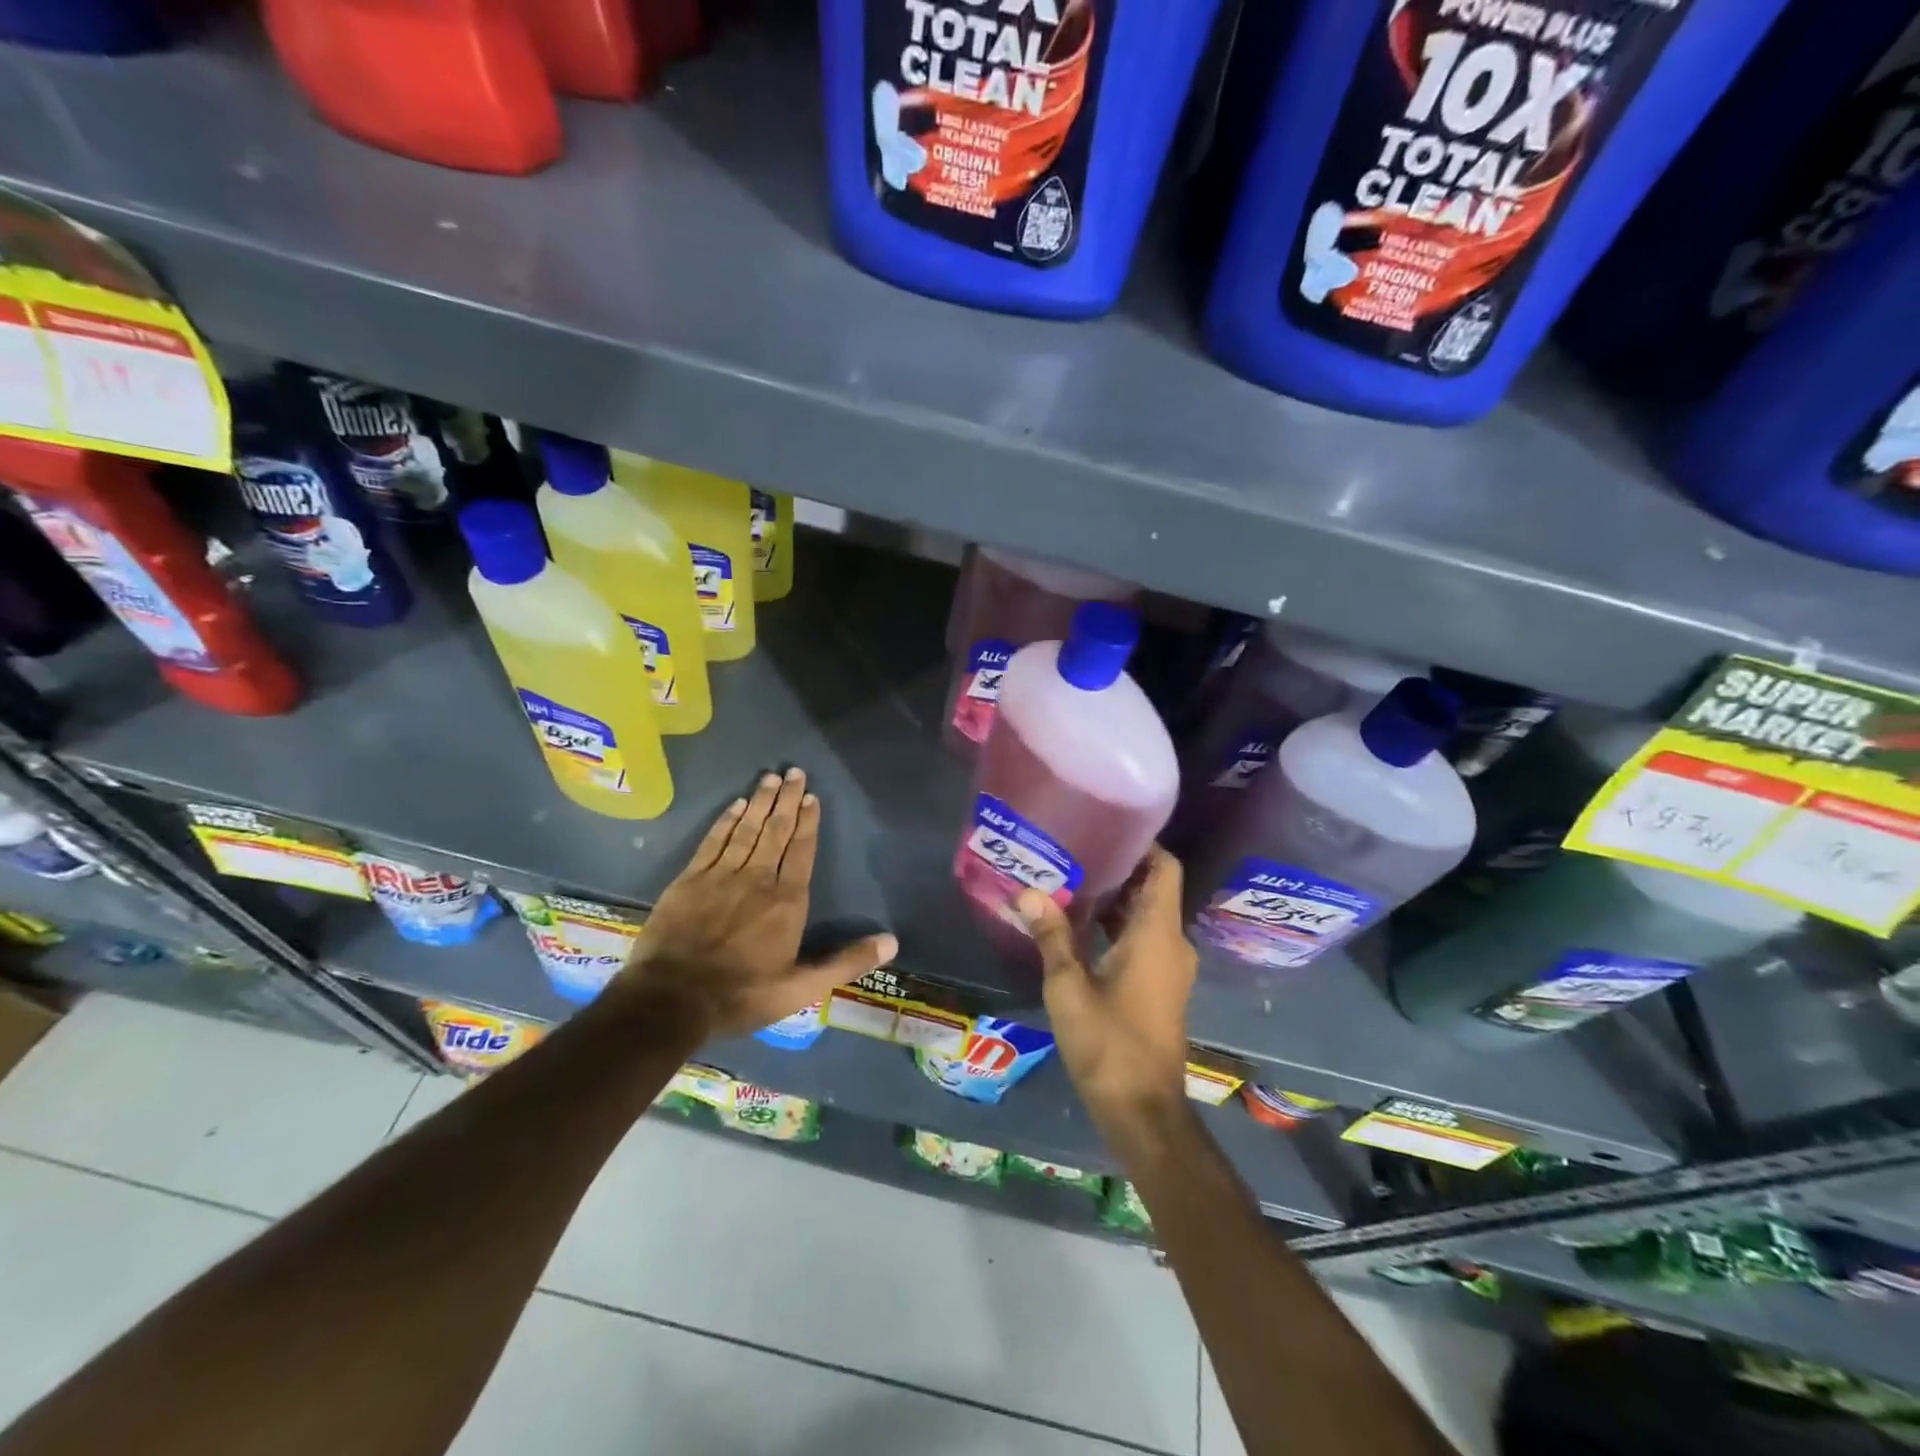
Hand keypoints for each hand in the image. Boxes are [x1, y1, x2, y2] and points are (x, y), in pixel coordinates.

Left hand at [616, 768, 897, 1039]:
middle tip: (795, 772)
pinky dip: (726, 821)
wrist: (671, 999)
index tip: (812, 797)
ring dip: (760, 802)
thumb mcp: (801, 989)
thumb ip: (846, 962)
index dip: (808, 822)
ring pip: (746, 829)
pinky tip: (735, 805)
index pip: (802, 851)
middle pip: (776, 831)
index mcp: (787, 901)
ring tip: (770, 778)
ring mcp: (721, 875)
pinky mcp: (690, 879)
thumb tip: (891, 942)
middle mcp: (757, 879)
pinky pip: (713, 841)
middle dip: (787, 800)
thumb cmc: (742, 994)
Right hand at [1018, 846, 1195, 1133]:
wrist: (1142, 1110)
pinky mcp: (1160, 987)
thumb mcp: (1069, 986)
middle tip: (1073, 851)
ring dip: (1114, 899)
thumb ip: (1051, 935)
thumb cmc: (1108, 1043)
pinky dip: (1117, 926)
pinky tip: (1078, 926)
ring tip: (1069, 881)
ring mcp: (1169, 968)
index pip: (1165, 868)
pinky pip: (1143, 940)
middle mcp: (1171, 944)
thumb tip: (1028, 892)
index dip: (1143, 844)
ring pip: (1146, 916)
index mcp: (1158, 934)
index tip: (1107, 828)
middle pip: (1153, 889)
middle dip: (1117, 869)